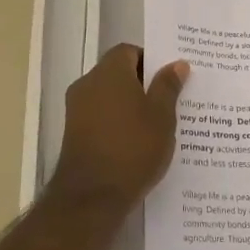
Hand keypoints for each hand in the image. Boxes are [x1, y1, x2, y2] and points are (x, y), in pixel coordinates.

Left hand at [52, 44, 188, 208]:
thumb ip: (168, 86)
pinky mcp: (73, 134)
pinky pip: (100, 116)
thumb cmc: (133, 149)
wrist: (92, 198)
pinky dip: (116, 122)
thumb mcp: (161, 117)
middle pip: (117, 72)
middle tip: (168, 99)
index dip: (150, 60)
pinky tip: (136, 141)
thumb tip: (177, 63)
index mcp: (109, 72)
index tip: (169, 77)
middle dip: (142, 83)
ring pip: (108, 96)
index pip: (128, 51)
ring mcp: (76, 110)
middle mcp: (87, 84)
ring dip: (129, 105)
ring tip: (156, 123)